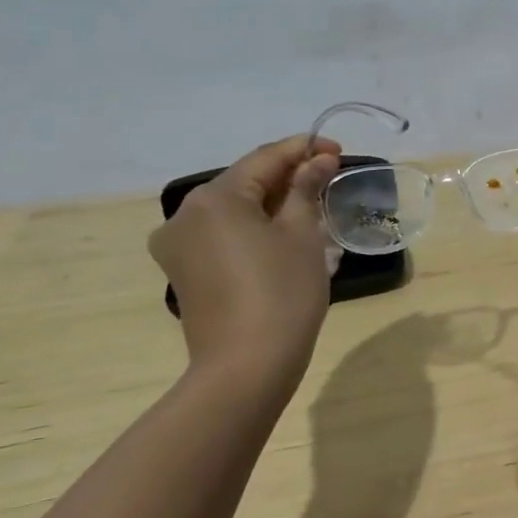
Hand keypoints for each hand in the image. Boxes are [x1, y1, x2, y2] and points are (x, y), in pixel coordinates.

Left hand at [148, 134, 341, 382]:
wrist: (246, 367)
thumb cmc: (282, 293)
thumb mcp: (303, 235)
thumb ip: (307, 188)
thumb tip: (318, 160)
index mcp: (215, 197)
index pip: (266, 158)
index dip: (305, 149)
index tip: (338, 150)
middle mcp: (186, 214)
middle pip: (246, 182)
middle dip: (289, 177)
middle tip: (330, 178)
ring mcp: (179, 245)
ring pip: (235, 209)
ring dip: (274, 204)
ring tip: (314, 209)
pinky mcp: (185, 271)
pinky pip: (224, 235)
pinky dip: (255, 228)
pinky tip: (286, 237)